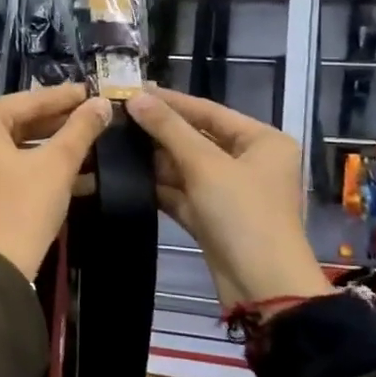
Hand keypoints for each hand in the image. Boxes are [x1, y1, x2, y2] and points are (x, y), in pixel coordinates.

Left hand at [0, 83, 112, 279]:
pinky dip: (33, 168)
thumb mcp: (57, 164)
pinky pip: (3, 167)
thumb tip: (102, 104)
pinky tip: (73, 174)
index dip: (65, 97)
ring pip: (12, 147)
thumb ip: (80, 129)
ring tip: (90, 145)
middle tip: (94, 117)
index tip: (92, 91)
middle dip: (58, 124)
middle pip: (18, 122)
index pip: (28, 101)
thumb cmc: (21, 207)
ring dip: (50, 149)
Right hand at [125, 86, 331, 307]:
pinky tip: (126, 175)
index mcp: (262, 141)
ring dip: (154, 159)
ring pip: (187, 167)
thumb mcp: (205, 165)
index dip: (170, 101)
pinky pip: (183, 193)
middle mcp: (250, 161)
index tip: (132, 89)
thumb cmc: (243, 214)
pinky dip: (159, 186)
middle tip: (116, 116)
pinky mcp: (213, 218)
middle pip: (197, 138)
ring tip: (113, 142)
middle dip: (158, 131)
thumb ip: (169, 129)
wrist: (262, 287)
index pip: (209, 110)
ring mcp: (231, 192)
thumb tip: (136, 98)